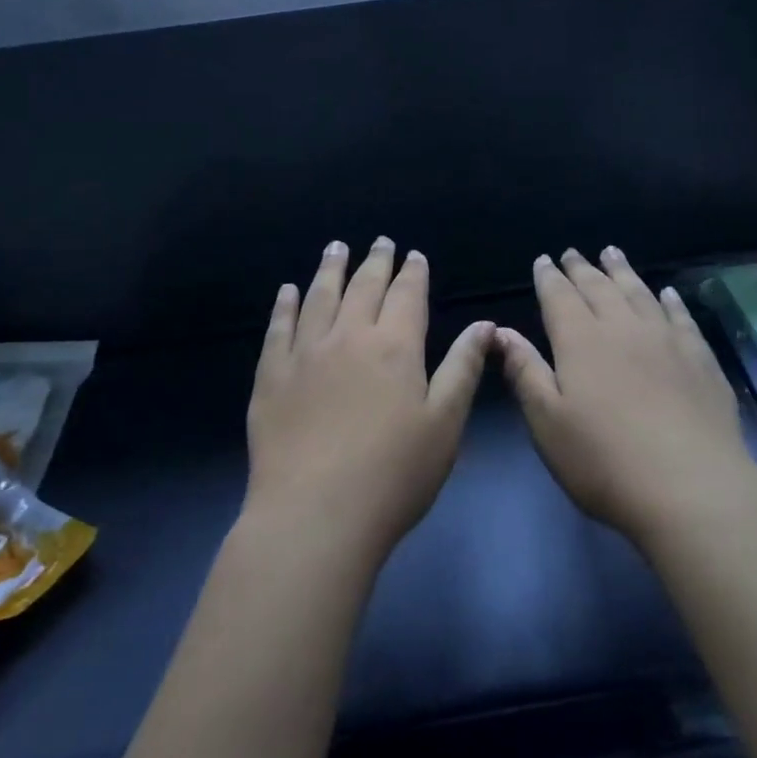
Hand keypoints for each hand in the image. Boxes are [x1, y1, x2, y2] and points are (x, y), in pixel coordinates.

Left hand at [244, 237, 493, 566]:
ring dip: (330, 269)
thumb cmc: (394, 474)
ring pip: (319, 297)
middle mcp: (349, 337)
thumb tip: (484, 325)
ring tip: (336, 248)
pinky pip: (279, 328)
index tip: (413, 255)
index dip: (412, 273)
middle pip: (363, 287)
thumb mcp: (444, 423)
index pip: (406, 295)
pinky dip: (285, 305)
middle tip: (380, 241)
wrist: (315, 515)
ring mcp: (305, 354)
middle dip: (375, 261)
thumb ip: (463, 368)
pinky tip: (288, 292)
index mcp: (395, 346)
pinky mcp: (272, 376)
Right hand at [498, 248, 756, 545]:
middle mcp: (623, 328)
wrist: (690, 487)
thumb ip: (525, 372)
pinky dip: (670, 299)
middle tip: (573, 252)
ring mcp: (666, 339)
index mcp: (581, 341)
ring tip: (612, 252)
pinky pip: (680, 316)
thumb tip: (501, 332)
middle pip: (599, 287)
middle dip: (582, 268)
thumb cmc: (604, 460)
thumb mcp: (548, 422)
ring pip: (639, 292)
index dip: (549, 277)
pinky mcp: (700, 358)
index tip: (543, 260)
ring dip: (622, 271)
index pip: (559, 297)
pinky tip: (666, 292)